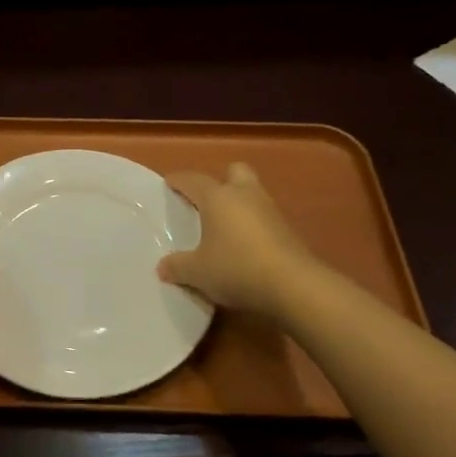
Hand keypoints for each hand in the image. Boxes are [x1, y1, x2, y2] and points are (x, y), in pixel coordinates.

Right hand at [158, 163, 316, 319]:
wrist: (293, 285)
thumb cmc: (236, 268)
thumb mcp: (197, 272)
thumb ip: (177, 267)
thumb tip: (162, 267)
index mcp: (218, 198)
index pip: (193, 180)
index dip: (179, 181)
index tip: (169, 183)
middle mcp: (245, 195)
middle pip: (234, 172)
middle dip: (221, 181)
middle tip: (208, 201)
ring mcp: (270, 210)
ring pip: (252, 193)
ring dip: (239, 204)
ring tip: (225, 227)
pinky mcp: (287, 230)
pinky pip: (264, 217)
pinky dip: (253, 225)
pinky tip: (244, 246)